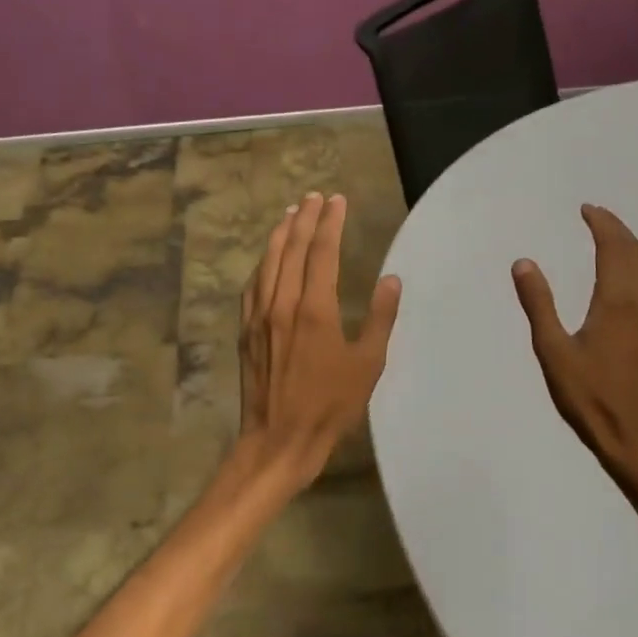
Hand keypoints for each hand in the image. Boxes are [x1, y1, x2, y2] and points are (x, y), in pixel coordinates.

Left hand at [238, 192, 401, 488]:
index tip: (337, 200)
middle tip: (314, 196)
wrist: (279, 440)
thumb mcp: (368, 364)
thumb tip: (391, 278)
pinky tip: (266, 259)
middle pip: (291, 249)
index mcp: (315, 309)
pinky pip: (252, 286)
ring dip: (279, 234)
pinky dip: (262, 264)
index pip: (322, 252)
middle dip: (304, 218)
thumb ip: (380, 318)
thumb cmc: (330, 405)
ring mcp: (259, 316)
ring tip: (290, 213)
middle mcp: (282, 303)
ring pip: (268, 263)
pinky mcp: (246, 331)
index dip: (330, 223)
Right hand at [512, 205, 637, 493]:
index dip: (603, 226)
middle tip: (597, 215)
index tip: (587, 210)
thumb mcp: (553, 351)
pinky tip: (632, 281)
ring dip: (634, 247)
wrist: (633, 438)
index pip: (614, 250)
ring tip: (615, 237)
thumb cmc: (588, 396)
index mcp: (616, 303)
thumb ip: (539, 304)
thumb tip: (524, 262)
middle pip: (636, 255)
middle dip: (619, 230)